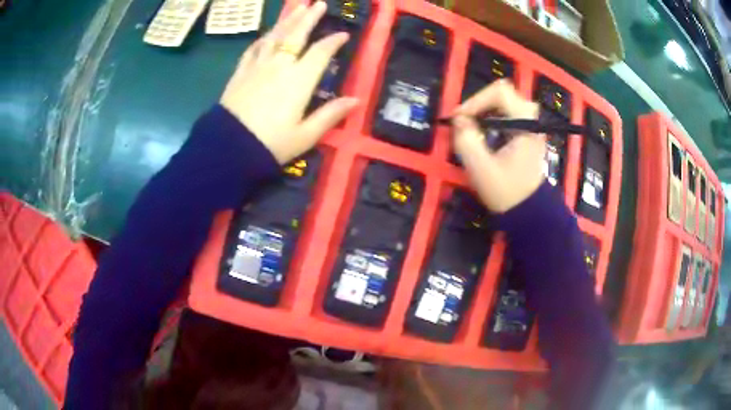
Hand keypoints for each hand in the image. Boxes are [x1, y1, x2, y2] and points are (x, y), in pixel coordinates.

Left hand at [220, 2, 358, 163]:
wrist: (229, 149)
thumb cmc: (270, 144)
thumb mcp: (306, 135)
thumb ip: (330, 114)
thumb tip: (355, 100)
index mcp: (299, 80)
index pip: (321, 52)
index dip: (333, 41)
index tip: (343, 34)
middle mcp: (279, 66)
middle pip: (297, 35)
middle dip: (309, 17)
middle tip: (318, 3)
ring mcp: (257, 66)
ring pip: (275, 36)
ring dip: (287, 20)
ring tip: (297, 7)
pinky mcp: (240, 73)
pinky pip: (253, 49)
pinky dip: (262, 39)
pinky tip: (267, 34)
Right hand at [451, 79, 544, 212]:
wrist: (529, 211)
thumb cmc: (507, 191)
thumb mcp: (481, 169)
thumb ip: (466, 141)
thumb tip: (458, 120)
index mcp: (525, 122)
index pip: (499, 92)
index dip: (475, 100)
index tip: (460, 120)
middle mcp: (531, 117)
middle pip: (501, 94)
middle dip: (479, 105)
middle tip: (464, 123)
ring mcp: (531, 123)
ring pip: (503, 102)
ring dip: (484, 111)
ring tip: (471, 128)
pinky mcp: (528, 130)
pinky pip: (507, 112)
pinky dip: (491, 117)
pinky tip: (483, 133)